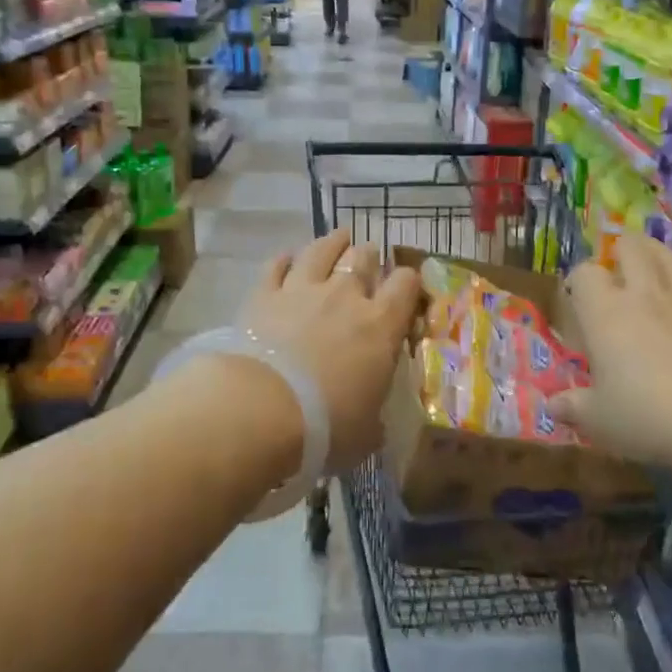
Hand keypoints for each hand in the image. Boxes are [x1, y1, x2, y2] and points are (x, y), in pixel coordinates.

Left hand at [239, 229, 420, 471]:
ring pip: (322, 249)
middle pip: (364, 256)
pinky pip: (277, 265)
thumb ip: (373, 420)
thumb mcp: (365, 433)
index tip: (408, 290)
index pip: (407, 284)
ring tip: (338, 238)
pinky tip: (286, 260)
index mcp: (381, 324)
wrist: (261, 409)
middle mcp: (345, 295)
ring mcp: (302, 289)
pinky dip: (284, 261)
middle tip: (368, 263)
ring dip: (332, 243)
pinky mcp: (263, 294)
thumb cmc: (326, 425)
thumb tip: (375, 425)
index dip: (410, 282)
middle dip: (370, 257)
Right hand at [552, 234, 671, 471]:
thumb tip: (554, 406)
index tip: (577, 298)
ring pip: (671, 257)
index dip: (579, 281)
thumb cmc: (648, 415)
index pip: (586, 274)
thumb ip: (574, 407)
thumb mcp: (599, 420)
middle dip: (621, 250)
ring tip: (652, 265)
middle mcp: (645, 295)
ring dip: (657, 256)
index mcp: (605, 313)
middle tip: (617, 267)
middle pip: (632, 248)